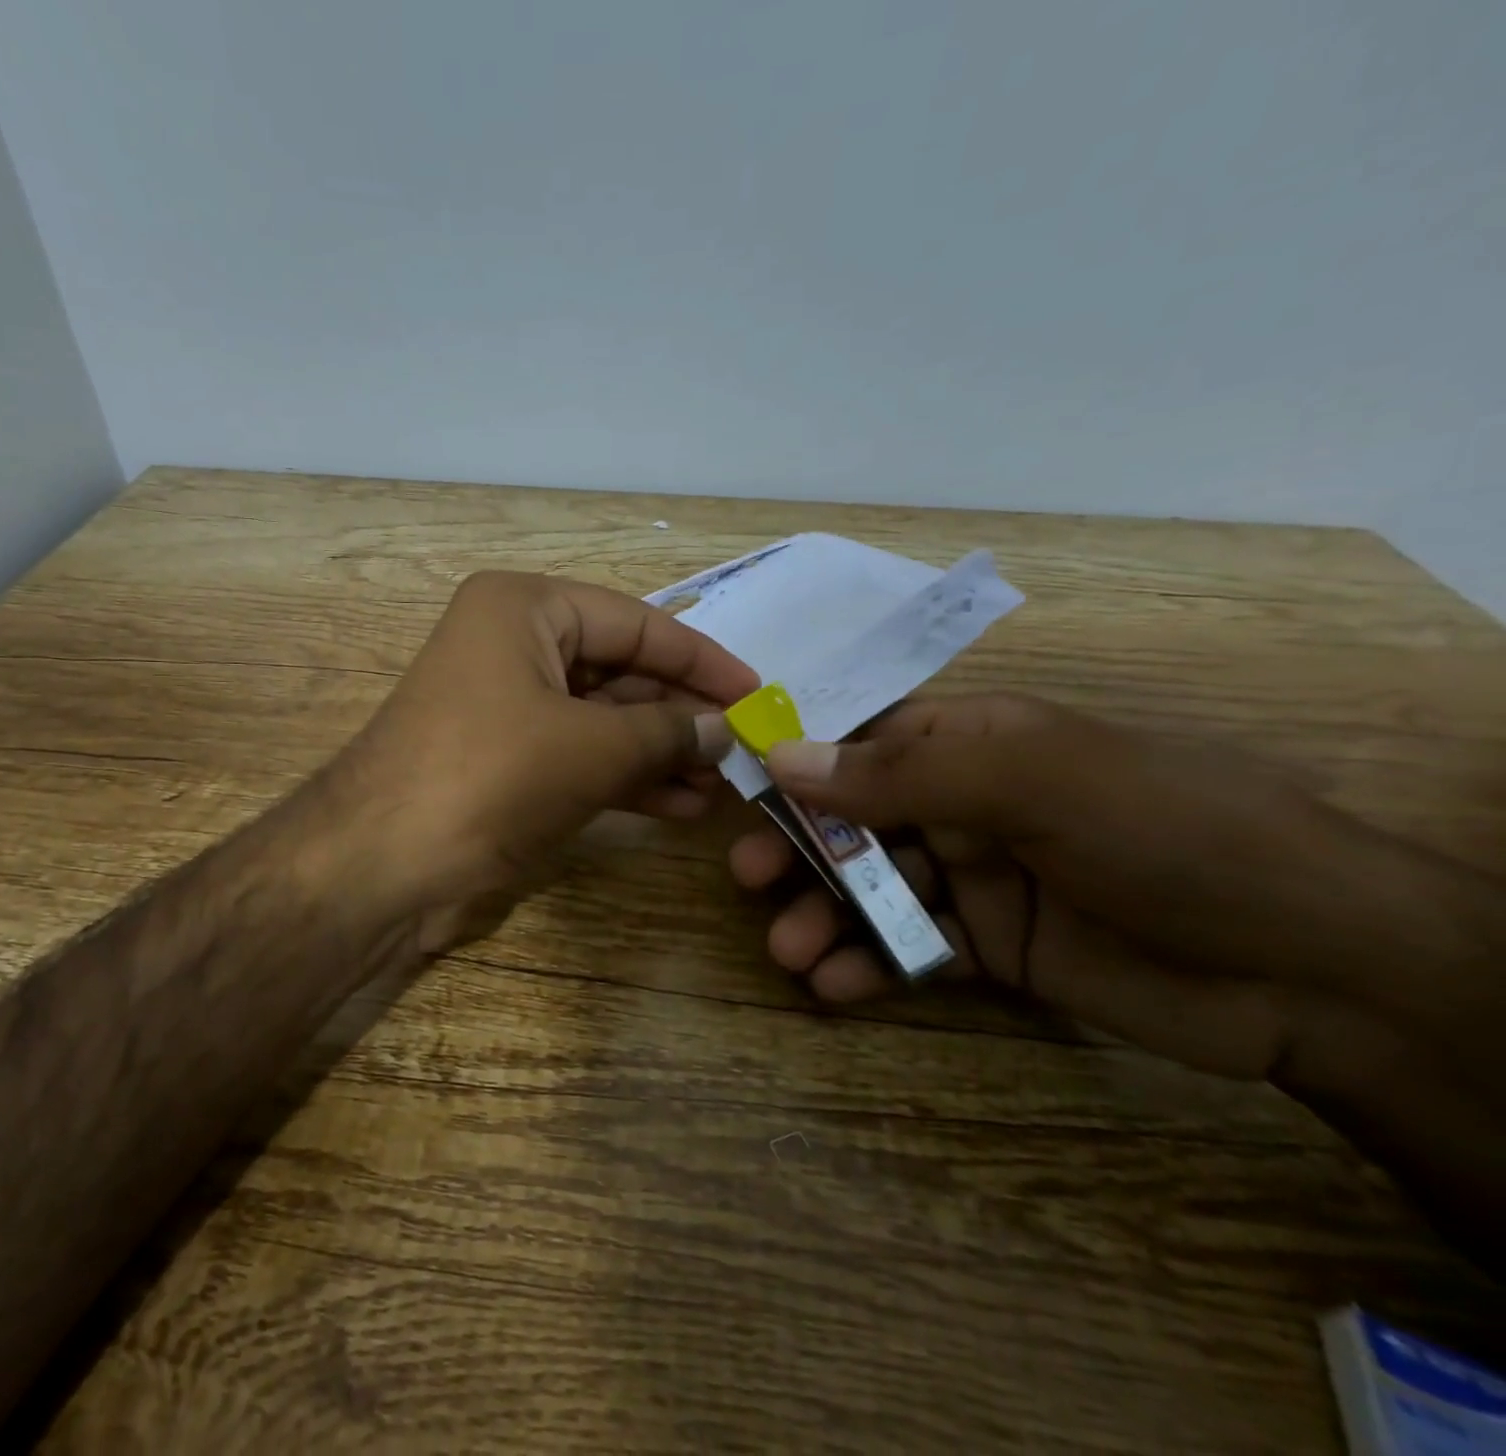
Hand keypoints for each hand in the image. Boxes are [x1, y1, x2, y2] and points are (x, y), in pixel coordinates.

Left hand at [327, 571, 758, 948]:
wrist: (379, 864)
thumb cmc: (490, 777)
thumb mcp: (592, 748)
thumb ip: (667, 731)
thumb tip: (726, 729)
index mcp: (524, 608)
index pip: (636, 622)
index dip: (701, 659)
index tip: (757, 691)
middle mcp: (512, 643)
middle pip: (620, 669)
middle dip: (681, 713)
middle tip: (744, 748)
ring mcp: (505, 704)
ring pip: (602, 718)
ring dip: (660, 751)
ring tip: (722, 784)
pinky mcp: (503, 759)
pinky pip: (578, 755)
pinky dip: (626, 777)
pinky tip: (679, 804)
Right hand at [731, 693, 1471, 1079]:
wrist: (1315, 968)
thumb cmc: (1166, 833)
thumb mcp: (1031, 780)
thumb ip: (902, 774)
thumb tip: (784, 758)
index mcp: (971, 742)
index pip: (862, 740)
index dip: (799, 760)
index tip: (740, 789)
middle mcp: (964, 803)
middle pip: (854, 817)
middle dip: (801, 847)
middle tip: (749, 878)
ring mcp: (977, 876)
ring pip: (874, 887)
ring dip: (825, 914)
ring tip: (788, 949)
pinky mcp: (992, 946)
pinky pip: (911, 948)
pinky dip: (869, 965)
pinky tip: (834, 984)